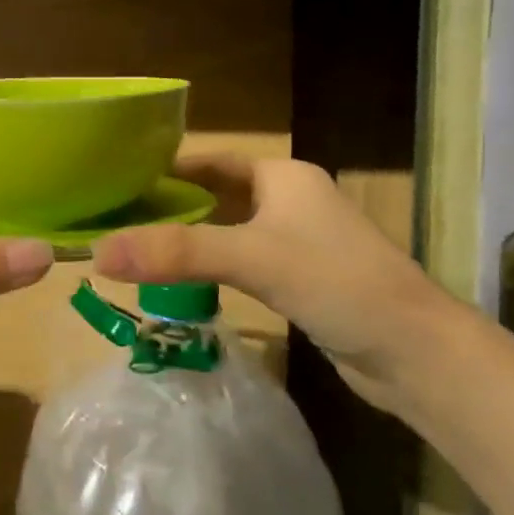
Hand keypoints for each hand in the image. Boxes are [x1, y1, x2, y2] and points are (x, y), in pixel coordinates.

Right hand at [92, 154, 459, 414]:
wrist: (415, 353)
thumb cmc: (337, 283)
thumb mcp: (252, 258)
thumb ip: (177, 253)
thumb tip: (98, 253)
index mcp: (283, 176)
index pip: (210, 161)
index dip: (165, 167)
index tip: (116, 180)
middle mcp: (290, 200)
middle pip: (216, 194)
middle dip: (170, 205)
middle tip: (116, 218)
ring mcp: (298, 241)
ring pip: (229, 230)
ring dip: (189, 238)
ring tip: (137, 248)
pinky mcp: (301, 278)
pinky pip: (243, 261)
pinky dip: (212, 266)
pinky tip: (182, 282)